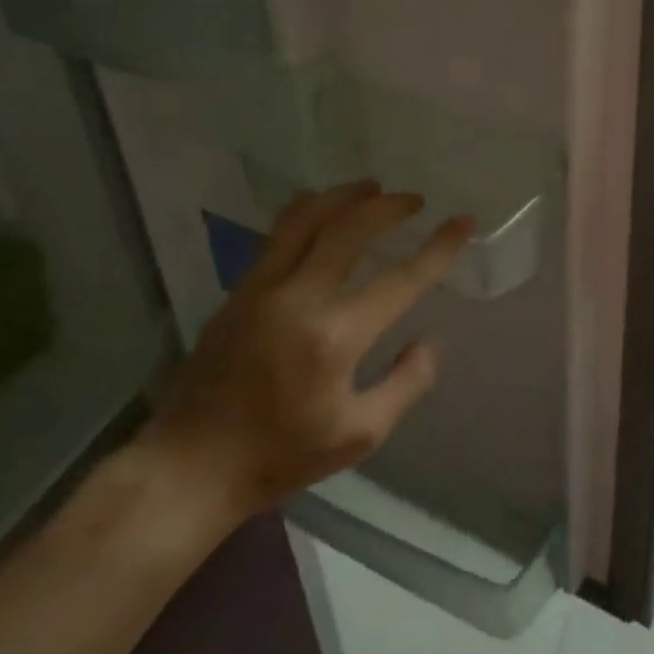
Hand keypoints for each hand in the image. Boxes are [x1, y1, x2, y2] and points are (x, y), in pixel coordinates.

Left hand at [142, 180, 472, 516]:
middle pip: (349, 228)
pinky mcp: (238, 291)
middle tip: (415, 200)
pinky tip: (321, 207)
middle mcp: (298, 299)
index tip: (463, 222)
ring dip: (344, 195)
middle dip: (389, 206)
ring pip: (306, 218)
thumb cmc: (281, 455)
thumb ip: (406, 384)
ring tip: (372, 187)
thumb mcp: (360, 435)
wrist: (190, 466)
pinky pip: (278, 234)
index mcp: (334, 338)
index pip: (400, 279)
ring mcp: (261, 289)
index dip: (439, 247)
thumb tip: (429, 341)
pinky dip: (307, 211)